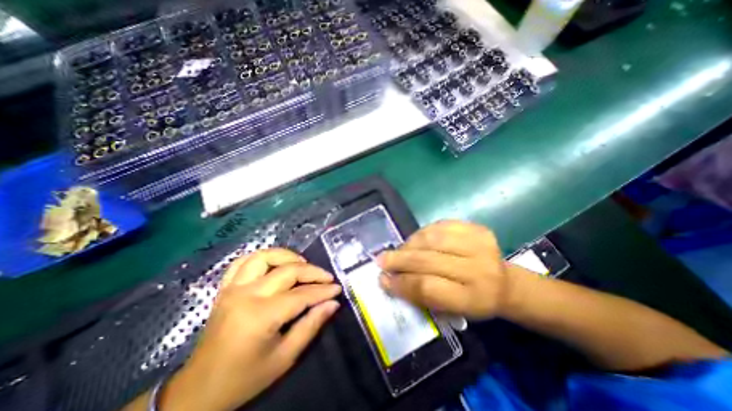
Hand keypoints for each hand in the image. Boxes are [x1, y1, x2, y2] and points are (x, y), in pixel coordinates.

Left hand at [159, 247, 340, 410]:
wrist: (199, 390)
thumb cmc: (245, 378)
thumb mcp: (285, 358)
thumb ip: (311, 326)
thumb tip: (333, 303)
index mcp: (260, 316)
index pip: (301, 295)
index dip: (323, 291)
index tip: (337, 289)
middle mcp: (246, 295)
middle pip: (288, 271)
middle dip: (313, 272)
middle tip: (327, 278)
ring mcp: (233, 288)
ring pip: (265, 257)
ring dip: (288, 256)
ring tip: (303, 265)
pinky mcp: (225, 288)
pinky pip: (243, 261)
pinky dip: (262, 257)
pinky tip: (275, 263)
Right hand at [378, 220, 513, 318]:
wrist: (505, 282)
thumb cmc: (474, 301)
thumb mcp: (451, 310)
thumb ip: (420, 295)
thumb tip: (388, 279)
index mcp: (474, 298)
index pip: (428, 288)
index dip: (401, 283)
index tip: (383, 279)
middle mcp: (479, 269)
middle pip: (428, 260)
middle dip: (399, 260)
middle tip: (382, 260)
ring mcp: (479, 244)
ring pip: (431, 238)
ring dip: (409, 244)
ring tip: (399, 251)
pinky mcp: (476, 227)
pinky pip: (440, 225)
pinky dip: (423, 232)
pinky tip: (416, 240)